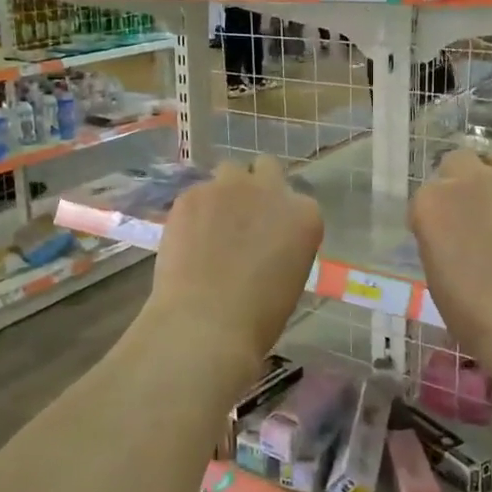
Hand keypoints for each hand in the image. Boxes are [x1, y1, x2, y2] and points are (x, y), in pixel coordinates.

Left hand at [147, 157, 322, 368]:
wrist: (206, 323)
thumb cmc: (258, 317)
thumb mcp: (290, 278)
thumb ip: (283, 246)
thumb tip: (265, 243)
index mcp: (304, 215)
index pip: (297, 201)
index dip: (281, 217)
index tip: (270, 235)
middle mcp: (270, 190)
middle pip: (266, 168)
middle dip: (256, 185)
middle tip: (242, 217)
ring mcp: (228, 188)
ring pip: (229, 172)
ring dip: (225, 192)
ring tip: (211, 223)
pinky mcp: (192, 194)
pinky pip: (197, 193)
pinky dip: (195, 210)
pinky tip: (187, 238)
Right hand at [410, 150, 491, 379]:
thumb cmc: (473, 310)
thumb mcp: (436, 270)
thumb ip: (440, 234)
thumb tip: (454, 230)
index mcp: (431, 202)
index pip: (426, 194)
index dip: (435, 214)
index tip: (443, 234)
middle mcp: (468, 179)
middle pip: (459, 161)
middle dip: (461, 180)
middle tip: (472, 211)